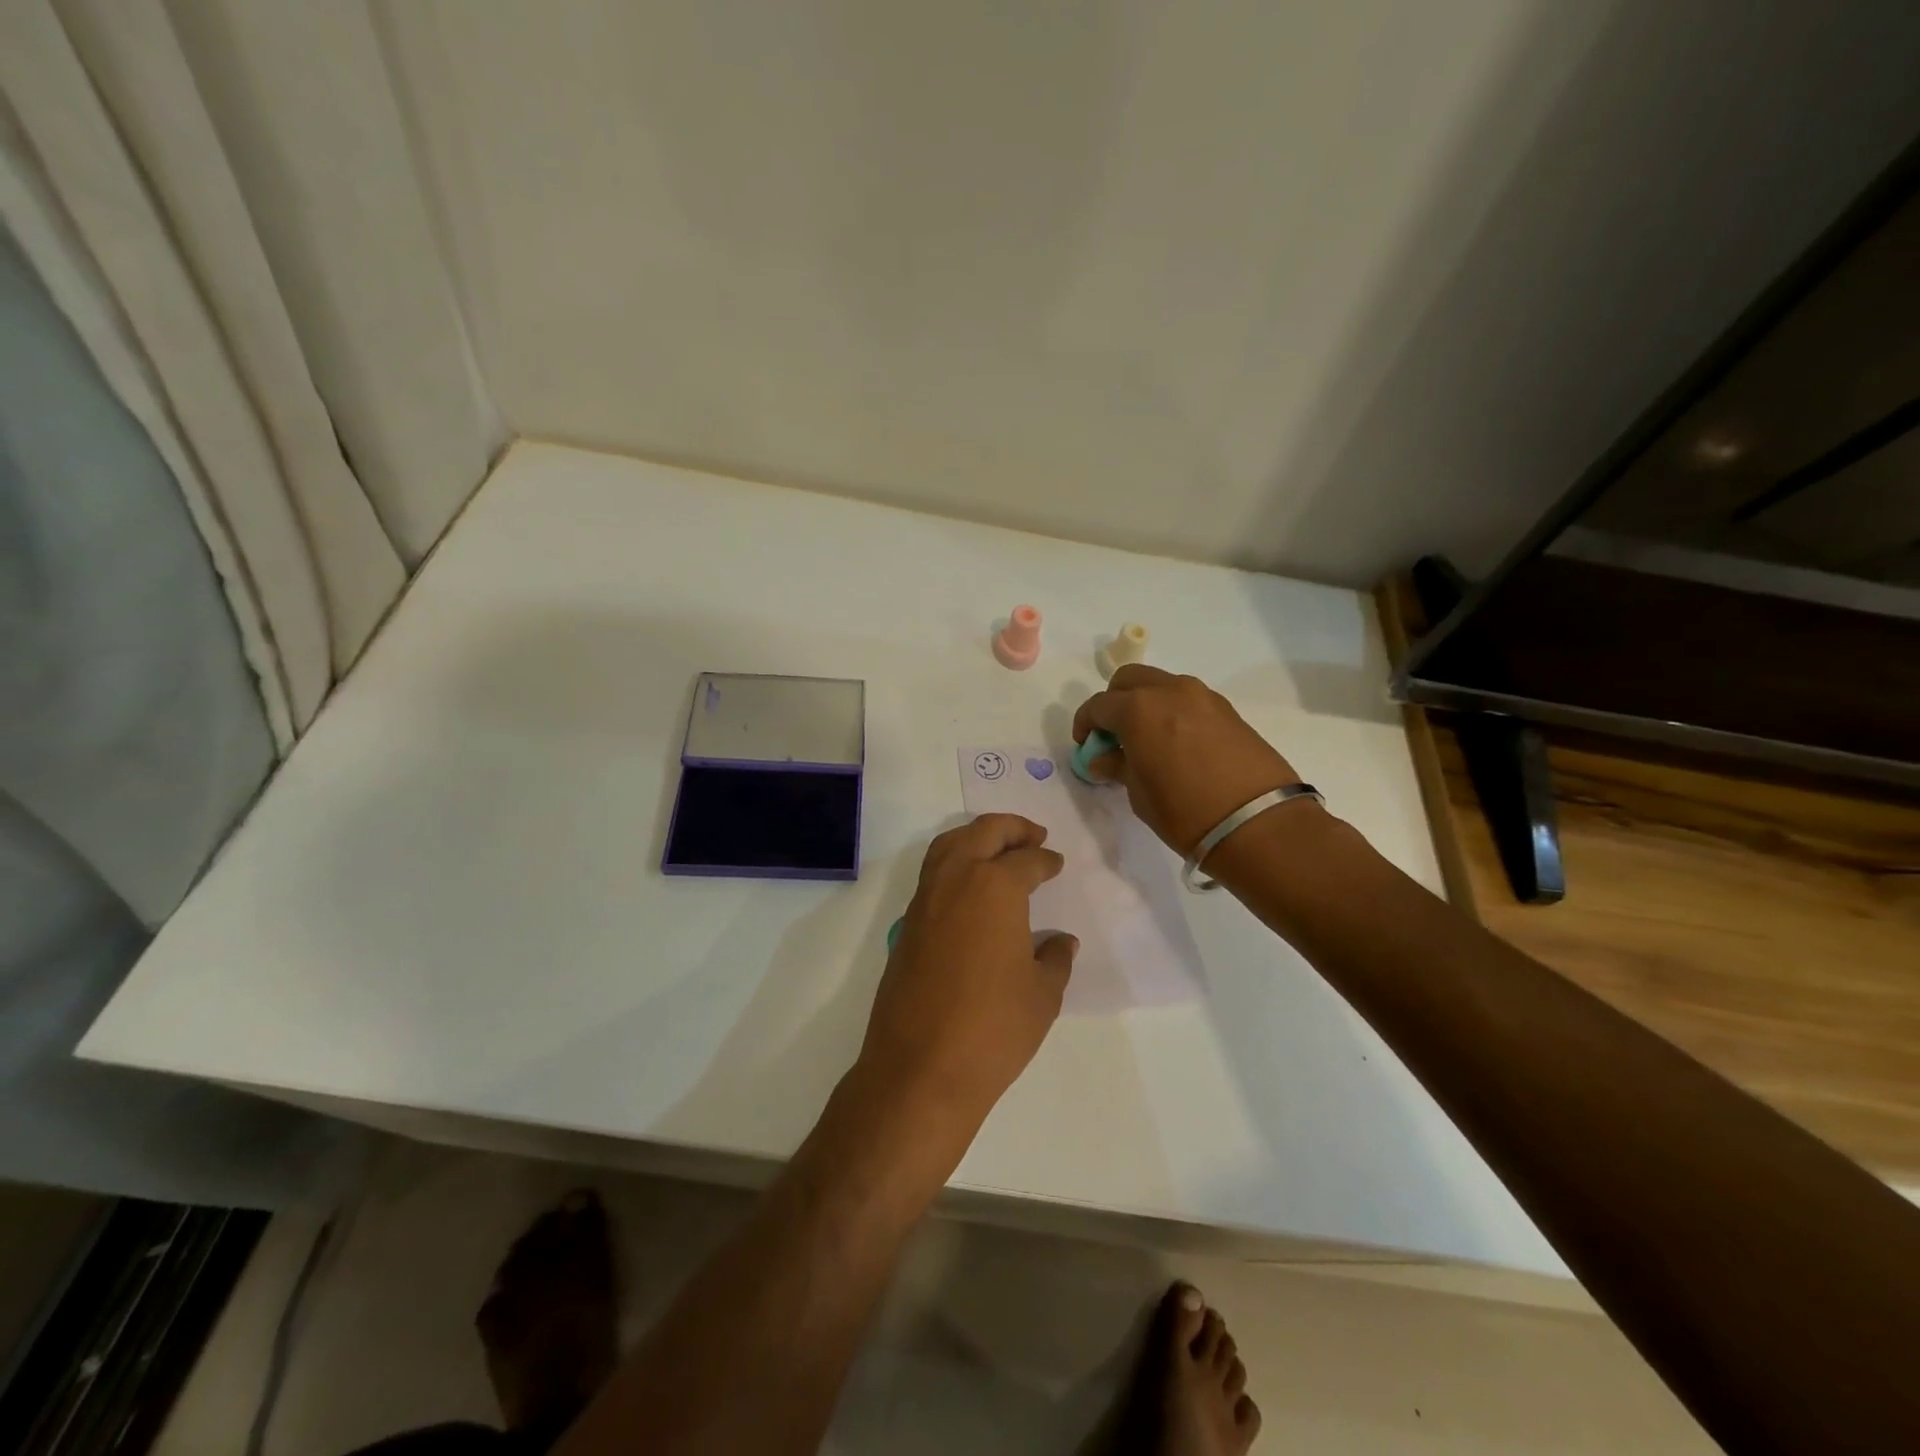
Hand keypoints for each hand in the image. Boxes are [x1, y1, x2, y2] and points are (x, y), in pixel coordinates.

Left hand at [859, 815, 1077, 1130]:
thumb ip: (1054, 960)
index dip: (1045, 860)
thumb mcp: (1042, 995)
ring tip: (1000, 850)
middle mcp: (956, 880)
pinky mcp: (907, 924)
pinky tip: (971, 889)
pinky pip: (933, 874)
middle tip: (1033, 836)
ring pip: (949, 845)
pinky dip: (954, 863)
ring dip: (976, 837)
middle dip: (1011, 828)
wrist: (921, 1068)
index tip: (1055, 863)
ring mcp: (925, 900)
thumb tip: (1061, 943)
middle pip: (982, 833)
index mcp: (994, 887)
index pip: (1026, 861)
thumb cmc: (993, 1029)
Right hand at [1072, 666, 1301, 854]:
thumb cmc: (1184, 811)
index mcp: (1138, 708)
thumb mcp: (1139, 793)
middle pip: (1129, 680)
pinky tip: (1176, 744)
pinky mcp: (1228, 710)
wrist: (1258, 823)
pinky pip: (1188, 700)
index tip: (1086, 746)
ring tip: (1147, 740)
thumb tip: (1103, 758)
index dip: (1085, 724)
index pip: (1098, 705)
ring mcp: (1203, 697)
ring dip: (1146, 703)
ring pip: (1161, 685)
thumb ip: (1118, 766)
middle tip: (1113, 735)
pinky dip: (1173, 711)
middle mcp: (1170, 691)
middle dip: (1114, 702)